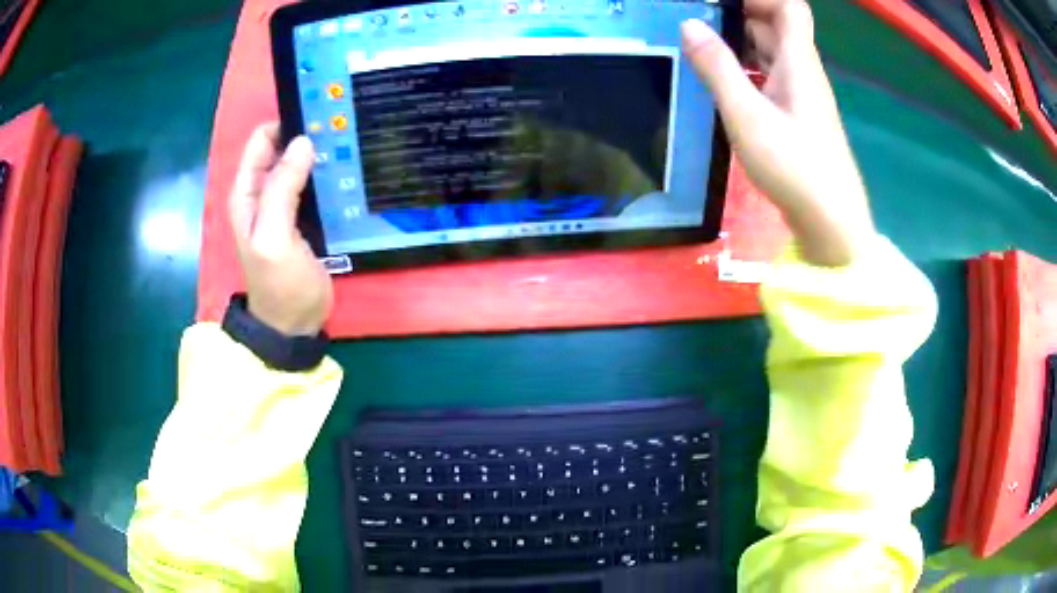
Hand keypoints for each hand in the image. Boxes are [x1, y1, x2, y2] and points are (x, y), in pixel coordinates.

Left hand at [229, 122, 332, 335]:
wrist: (294, 323)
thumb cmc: (280, 283)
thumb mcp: (274, 237)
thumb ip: (282, 189)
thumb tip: (303, 142)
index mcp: (248, 191)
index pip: (263, 139)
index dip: (287, 122)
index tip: (321, 116)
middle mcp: (263, 191)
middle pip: (284, 147)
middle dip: (309, 135)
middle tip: (343, 129)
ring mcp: (285, 204)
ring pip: (302, 164)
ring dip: (321, 154)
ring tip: (352, 144)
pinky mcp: (305, 216)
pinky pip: (315, 183)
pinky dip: (329, 174)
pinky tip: (350, 171)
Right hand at [681, 0, 874, 266]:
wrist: (831, 222)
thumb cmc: (795, 168)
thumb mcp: (747, 117)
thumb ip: (718, 69)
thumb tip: (689, 24)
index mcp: (798, 62)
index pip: (788, 7)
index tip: (718, 3)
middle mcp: (802, 71)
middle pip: (775, 25)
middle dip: (736, 15)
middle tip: (696, 25)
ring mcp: (800, 94)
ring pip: (771, 51)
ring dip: (739, 43)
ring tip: (701, 49)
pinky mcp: (796, 115)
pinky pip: (770, 76)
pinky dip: (746, 69)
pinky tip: (723, 83)